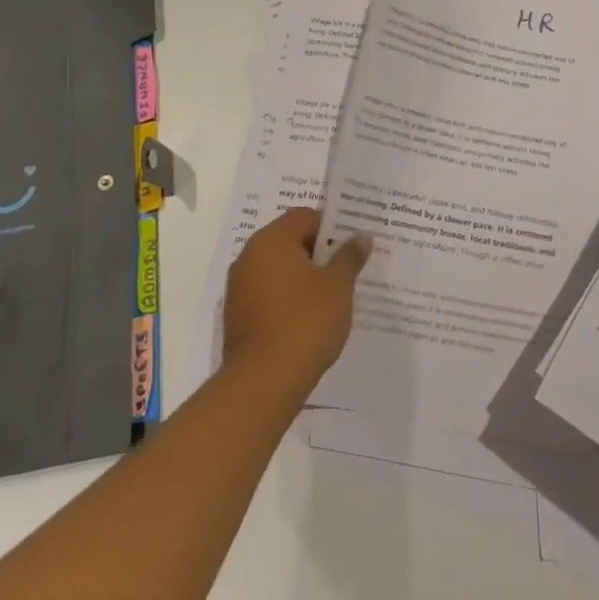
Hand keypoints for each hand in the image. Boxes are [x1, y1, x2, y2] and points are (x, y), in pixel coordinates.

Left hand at [223, 208, 370, 397]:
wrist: (262, 383)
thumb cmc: (305, 322)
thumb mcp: (338, 287)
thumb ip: (349, 257)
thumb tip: (361, 236)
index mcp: (271, 240)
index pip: (305, 216)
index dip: (332, 227)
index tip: (352, 247)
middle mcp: (249, 256)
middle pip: (290, 241)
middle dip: (318, 253)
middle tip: (347, 270)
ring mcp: (239, 287)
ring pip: (278, 270)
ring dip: (303, 277)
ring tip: (332, 297)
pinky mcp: (237, 316)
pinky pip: (268, 294)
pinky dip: (287, 299)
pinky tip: (309, 319)